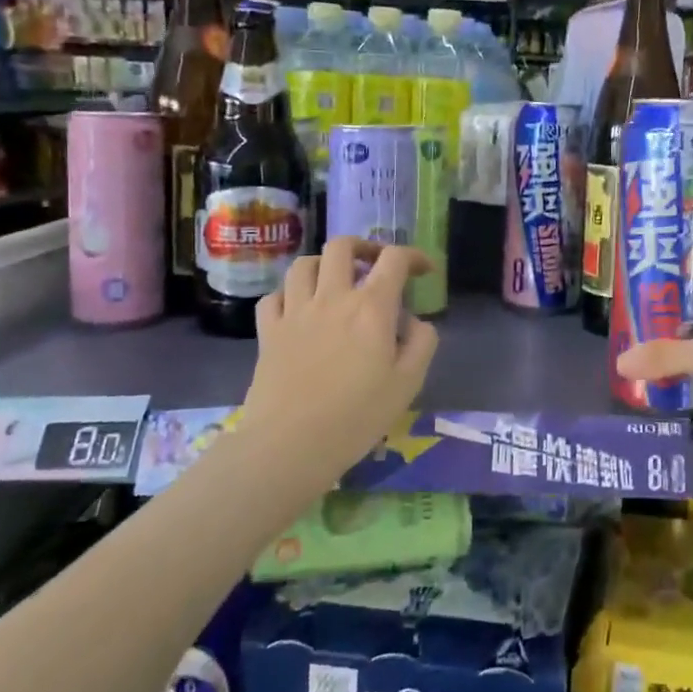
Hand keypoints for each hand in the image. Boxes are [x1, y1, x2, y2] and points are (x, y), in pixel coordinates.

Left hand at [239, 238, 438, 472]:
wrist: (290, 444)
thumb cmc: (357, 416)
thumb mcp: (409, 383)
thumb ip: (422, 343)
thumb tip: (415, 321)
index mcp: (371, 307)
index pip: (394, 259)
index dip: (413, 256)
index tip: (424, 271)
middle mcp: (332, 298)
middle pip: (342, 246)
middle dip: (365, 247)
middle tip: (376, 266)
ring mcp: (295, 312)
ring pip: (304, 264)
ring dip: (325, 265)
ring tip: (336, 282)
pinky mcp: (268, 332)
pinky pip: (274, 296)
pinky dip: (290, 294)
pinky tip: (300, 309)